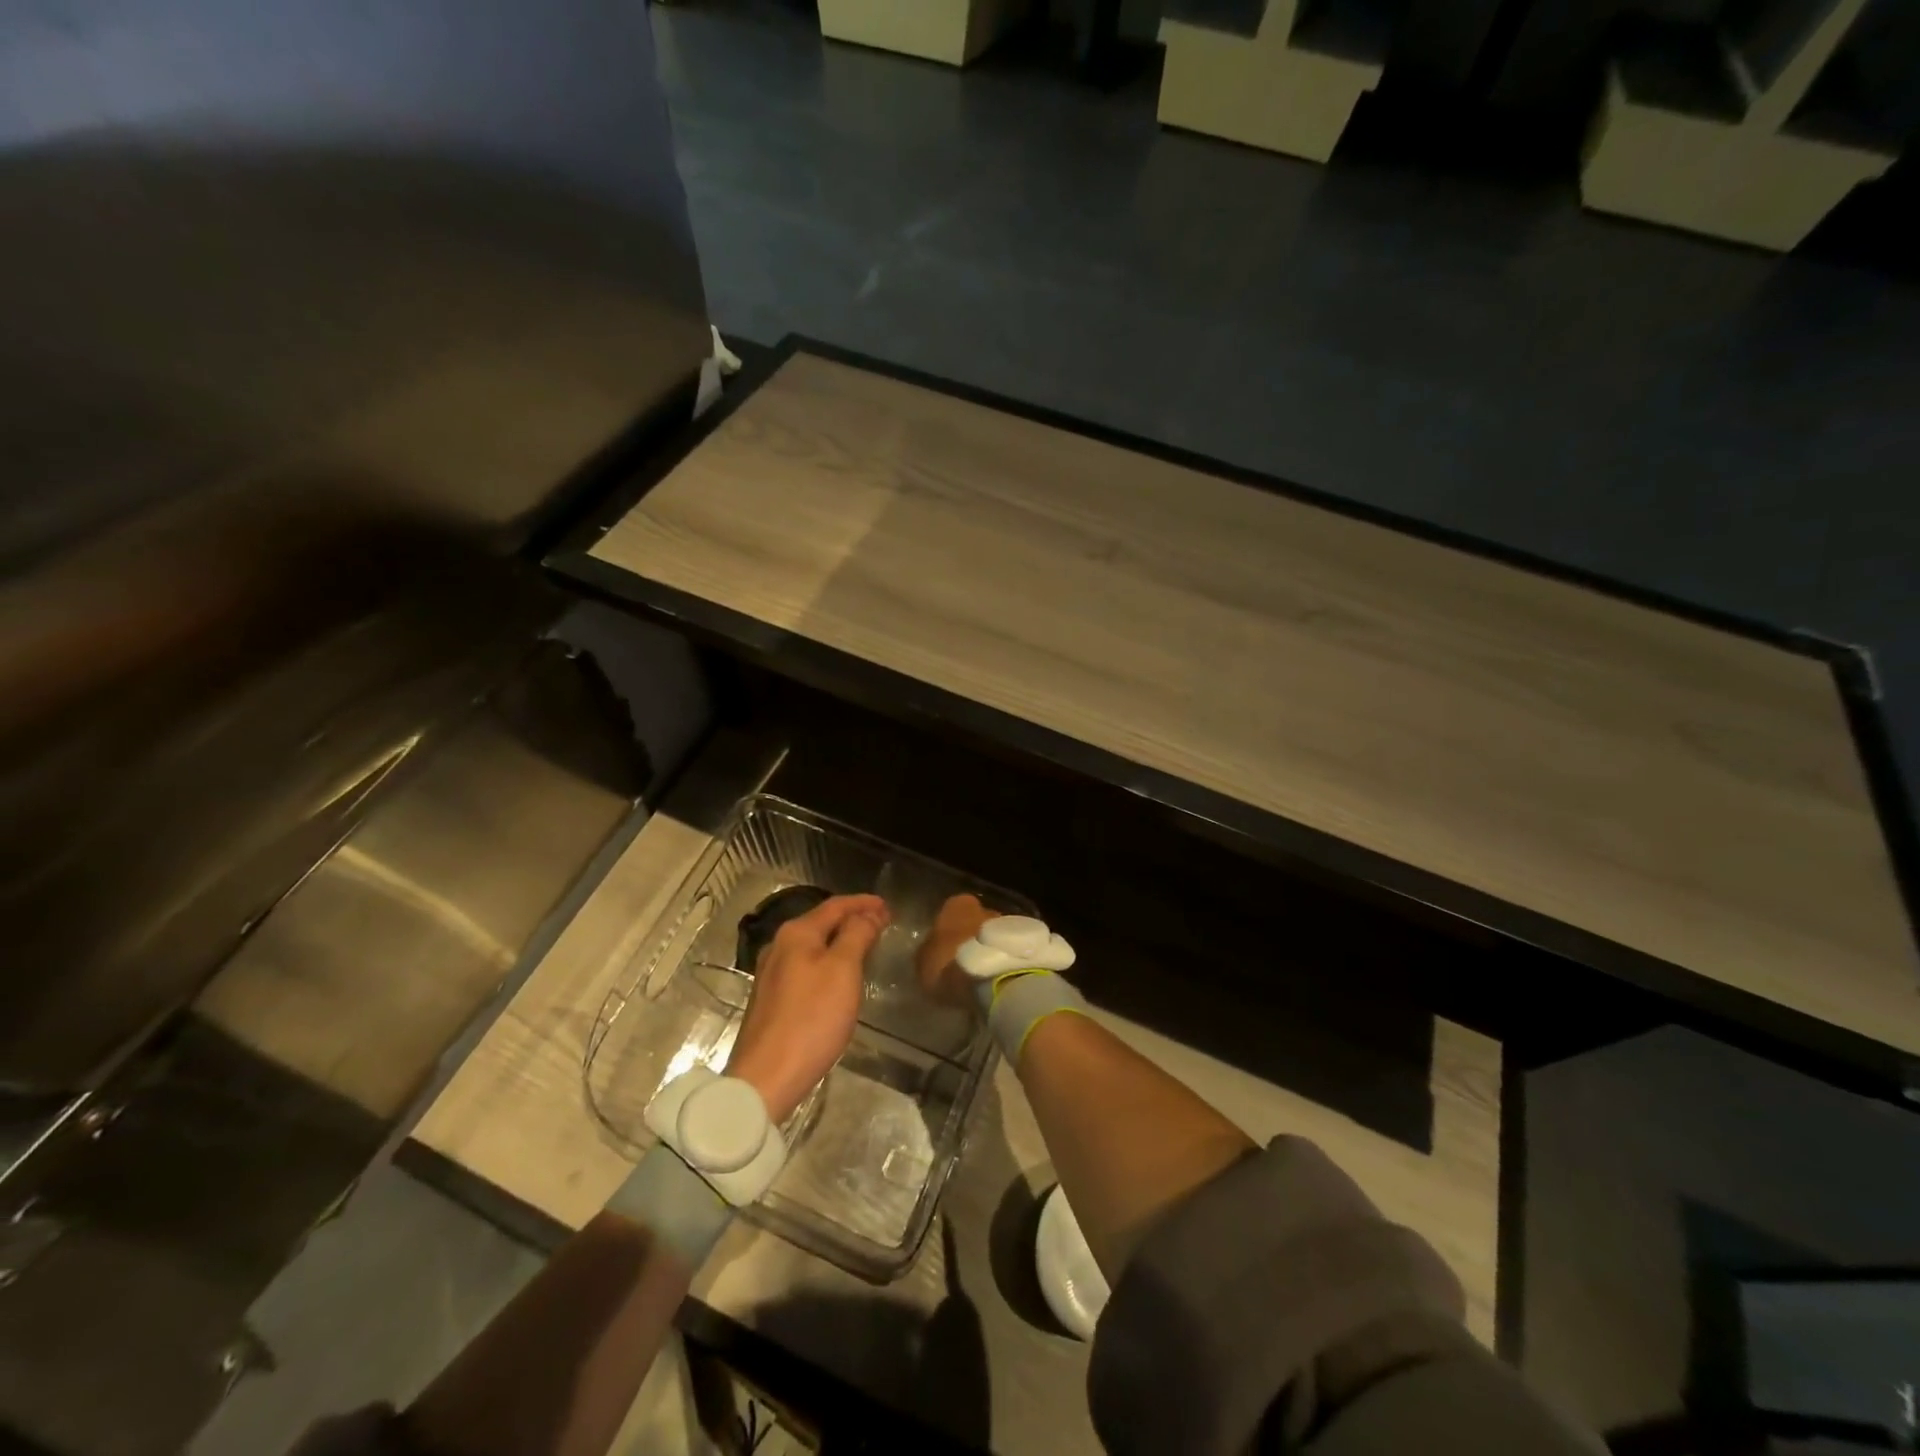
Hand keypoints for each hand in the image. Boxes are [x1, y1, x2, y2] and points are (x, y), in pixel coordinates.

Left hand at [727, 894, 888, 1124]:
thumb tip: (867, 913)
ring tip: (865, 947)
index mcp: (796, 934)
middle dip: (852, 920)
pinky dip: (827, 962)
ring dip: (840, 942)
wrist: (766, 1078)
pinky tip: (838, 977)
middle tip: (882, 924)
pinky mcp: (771, 1000)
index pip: (835, 906)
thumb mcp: (843, 970)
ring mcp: (771, 975)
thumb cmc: (811, 1018)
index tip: (888, 906)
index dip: (863, 903)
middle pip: (821, 923)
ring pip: (812, 946)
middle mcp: (779, 947)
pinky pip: (805, 967)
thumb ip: (857, 935)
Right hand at [915, 893, 1001, 1008]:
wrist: (994, 980)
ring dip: (991, 950)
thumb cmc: (950, 966)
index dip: (948, 932)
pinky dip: (1006, 961)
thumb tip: (931, 951)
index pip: (950, 912)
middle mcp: (985, 906)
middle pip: (976, 921)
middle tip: (966, 965)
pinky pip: (1011, 950)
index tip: (946, 952)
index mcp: (957, 905)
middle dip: (972, 939)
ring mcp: (1010, 923)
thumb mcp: (923, 963)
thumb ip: (927, 952)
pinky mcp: (1028, 942)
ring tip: (985, 976)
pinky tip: (1001, 979)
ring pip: (996, 935)